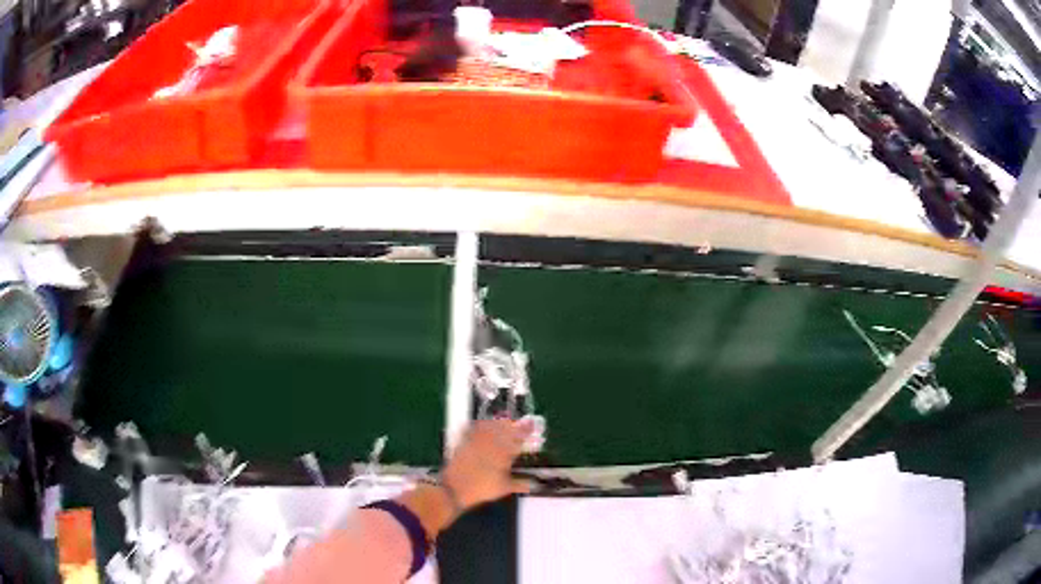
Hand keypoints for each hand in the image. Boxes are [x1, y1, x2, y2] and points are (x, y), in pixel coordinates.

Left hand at [441, 419, 533, 509]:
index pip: (518, 439)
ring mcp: (476, 442)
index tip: (531, 423)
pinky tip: (480, 422)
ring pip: (489, 426)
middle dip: (512, 424)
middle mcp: (491, 446)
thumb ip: (520, 484)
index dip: (525, 430)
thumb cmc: (482, 489)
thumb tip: (533, 485)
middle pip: (503, 429)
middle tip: (516, 422)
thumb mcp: (503, 489)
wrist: (455, 488)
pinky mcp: (464, 443)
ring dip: (497, 422)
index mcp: (503, 455)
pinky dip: (477, 424)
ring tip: (502, 420)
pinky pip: (472, 429)